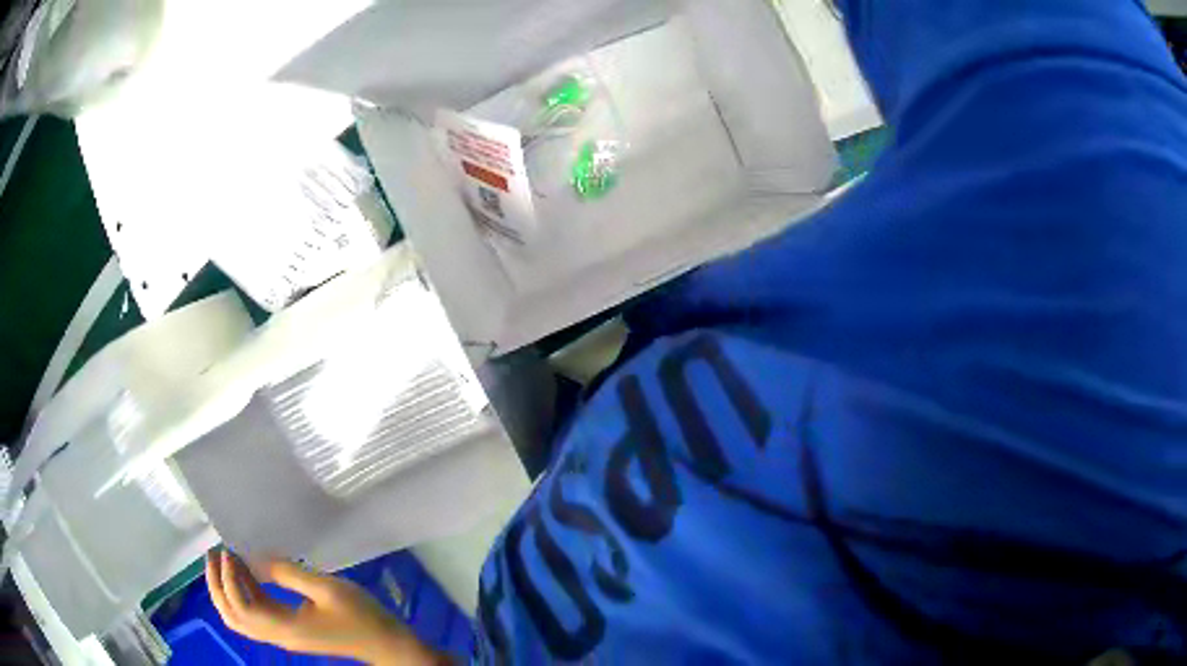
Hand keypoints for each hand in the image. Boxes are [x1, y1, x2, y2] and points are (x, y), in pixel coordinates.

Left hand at [206, 550, 445, 664]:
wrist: (384, 641)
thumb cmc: (360, 615)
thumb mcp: (327, 589)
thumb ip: (289, 573)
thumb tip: (257, 559)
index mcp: (286, 628)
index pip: (242, 607)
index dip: (229, 579)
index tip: (229, 551)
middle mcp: (278, 636)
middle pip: (233, 617)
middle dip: (217, 586)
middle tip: (214, 554)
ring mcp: (283, 636)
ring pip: (241, 618)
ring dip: (226, 591)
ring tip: (224, 560)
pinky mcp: (289, 631)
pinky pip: (255, 615)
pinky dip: (242, 594)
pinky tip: (247, 572)